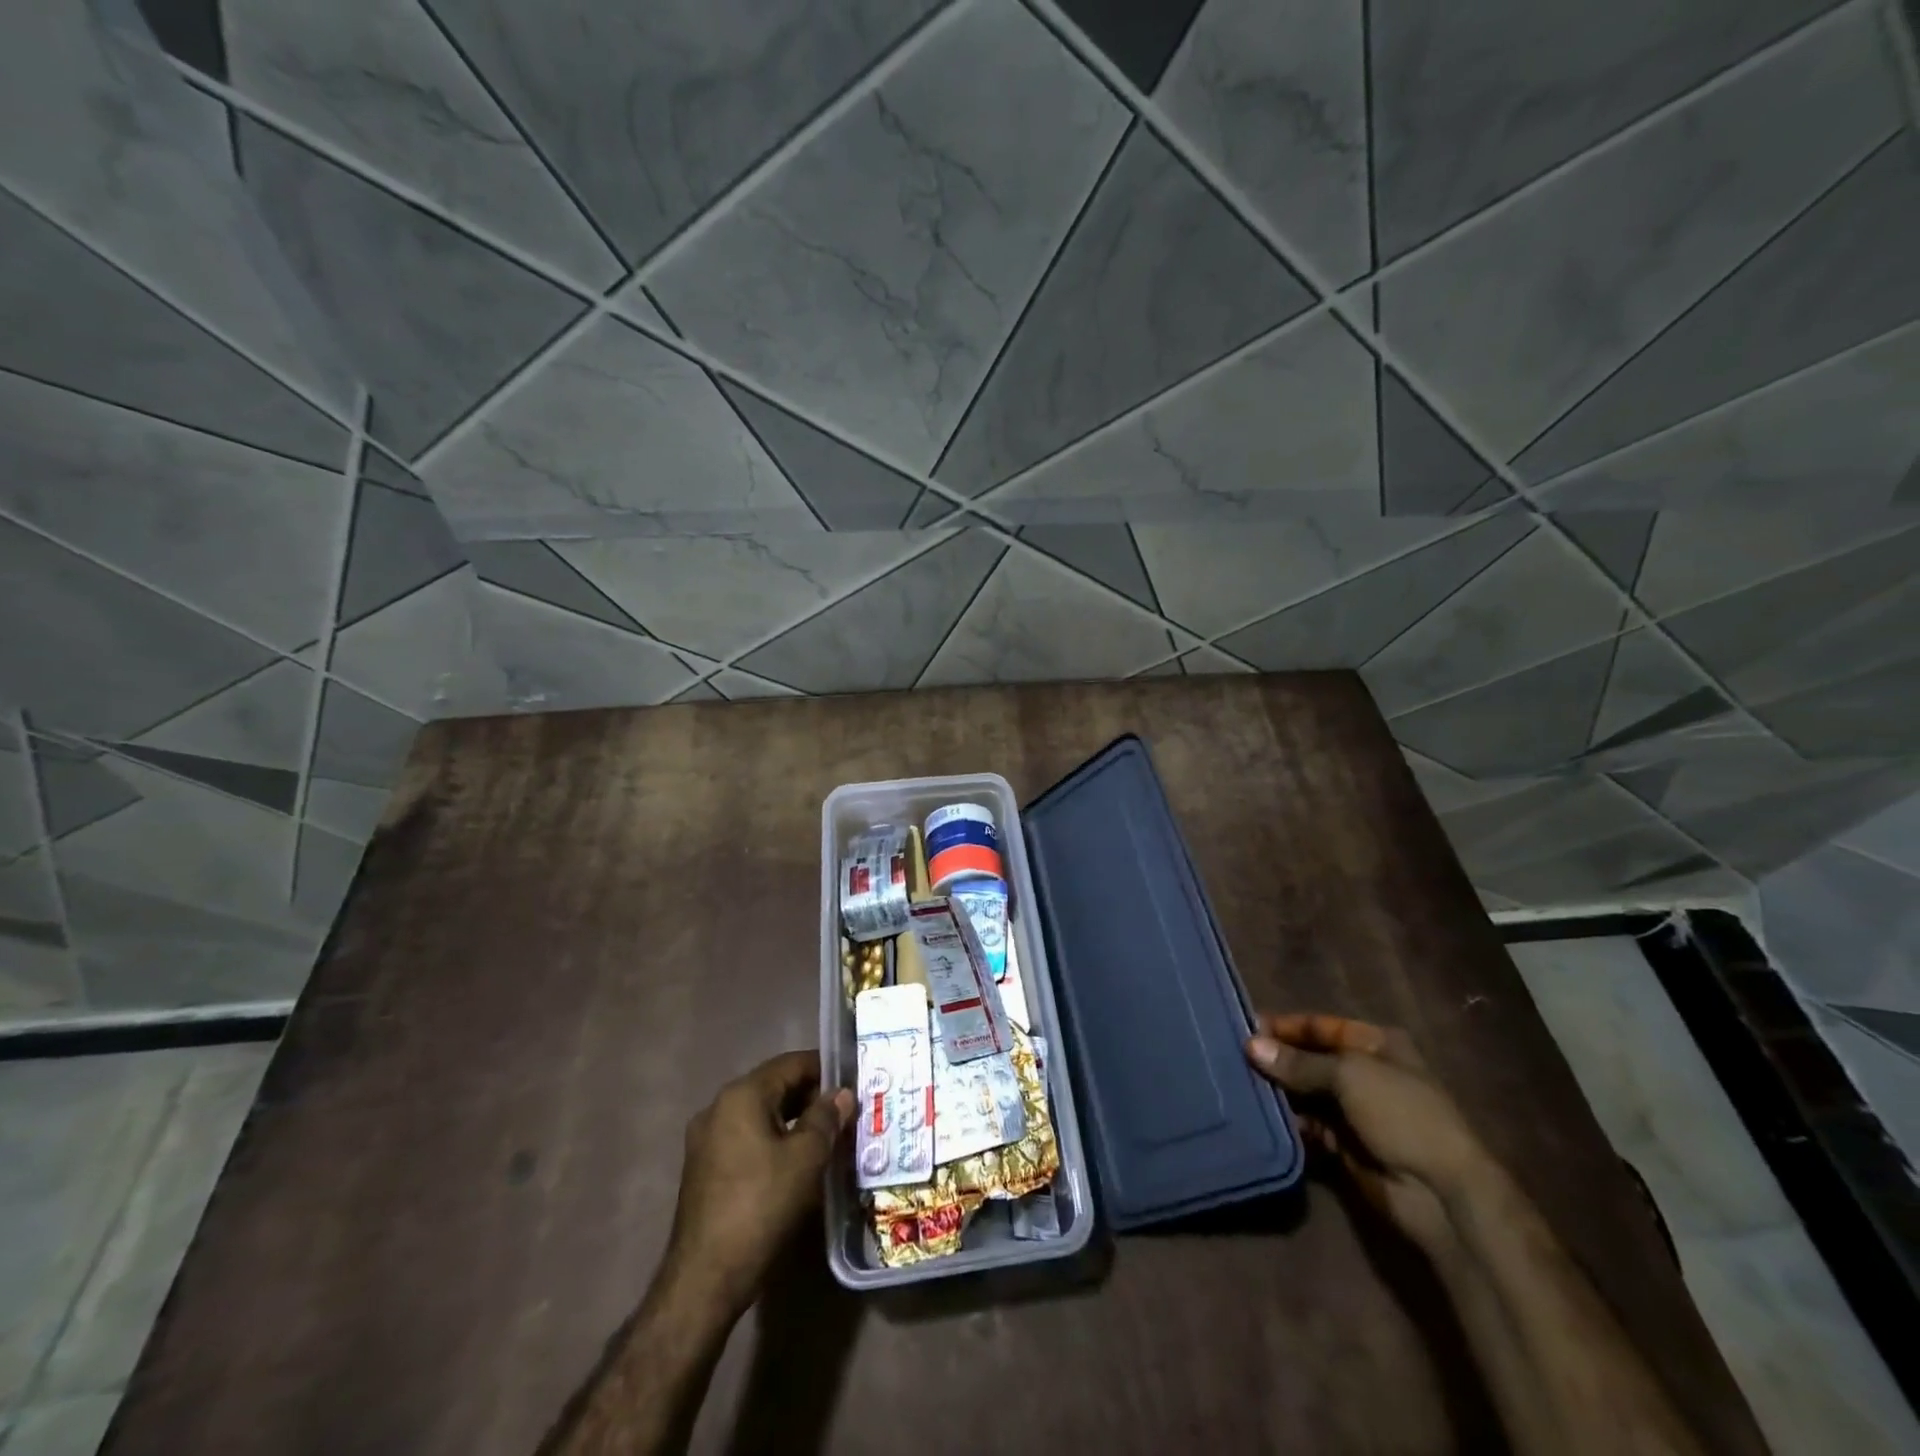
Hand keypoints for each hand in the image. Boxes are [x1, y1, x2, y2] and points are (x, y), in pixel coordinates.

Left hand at [662, 1050, 854, 1318]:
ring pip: (761, 1115)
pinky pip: (747, 1139)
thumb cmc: (761, 1207)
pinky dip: (774, 1142)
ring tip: (828, 1138)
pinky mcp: (704, 1170)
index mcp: (742, 1095)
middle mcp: (719, 1107)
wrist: (705, 1280)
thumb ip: (826, 1118)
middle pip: (775, 1087)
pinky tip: (797, 1164)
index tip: (854, 1080)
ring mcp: (707, 1140)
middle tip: (847, 1112)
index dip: (825, 1069)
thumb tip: (842, 1094)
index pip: (791, 1063)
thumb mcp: (806, 1159)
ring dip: (794, 1122)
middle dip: (811, 1097)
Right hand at [1246, 1013, 1488, 1254]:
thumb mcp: (1349, 1075)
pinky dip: (1289, 1121)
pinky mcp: (1346, 1146)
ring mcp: (1356, 1112)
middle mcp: (1365, 1073)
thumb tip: (1251, 1045)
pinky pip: (1309, 1126)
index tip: (1246, 1028)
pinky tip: (1261, 1116)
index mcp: (1376, 1045)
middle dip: (1277, 1060)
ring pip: (1306, 1093)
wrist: (1442, 1194)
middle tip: (1234, 1057)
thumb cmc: (1402, 1115)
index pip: (1321, 1026)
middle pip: (1311, 1059)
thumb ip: (1298, 1062)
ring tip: (1240, 1085)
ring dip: (1279, 1091)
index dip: (1286, 1026)